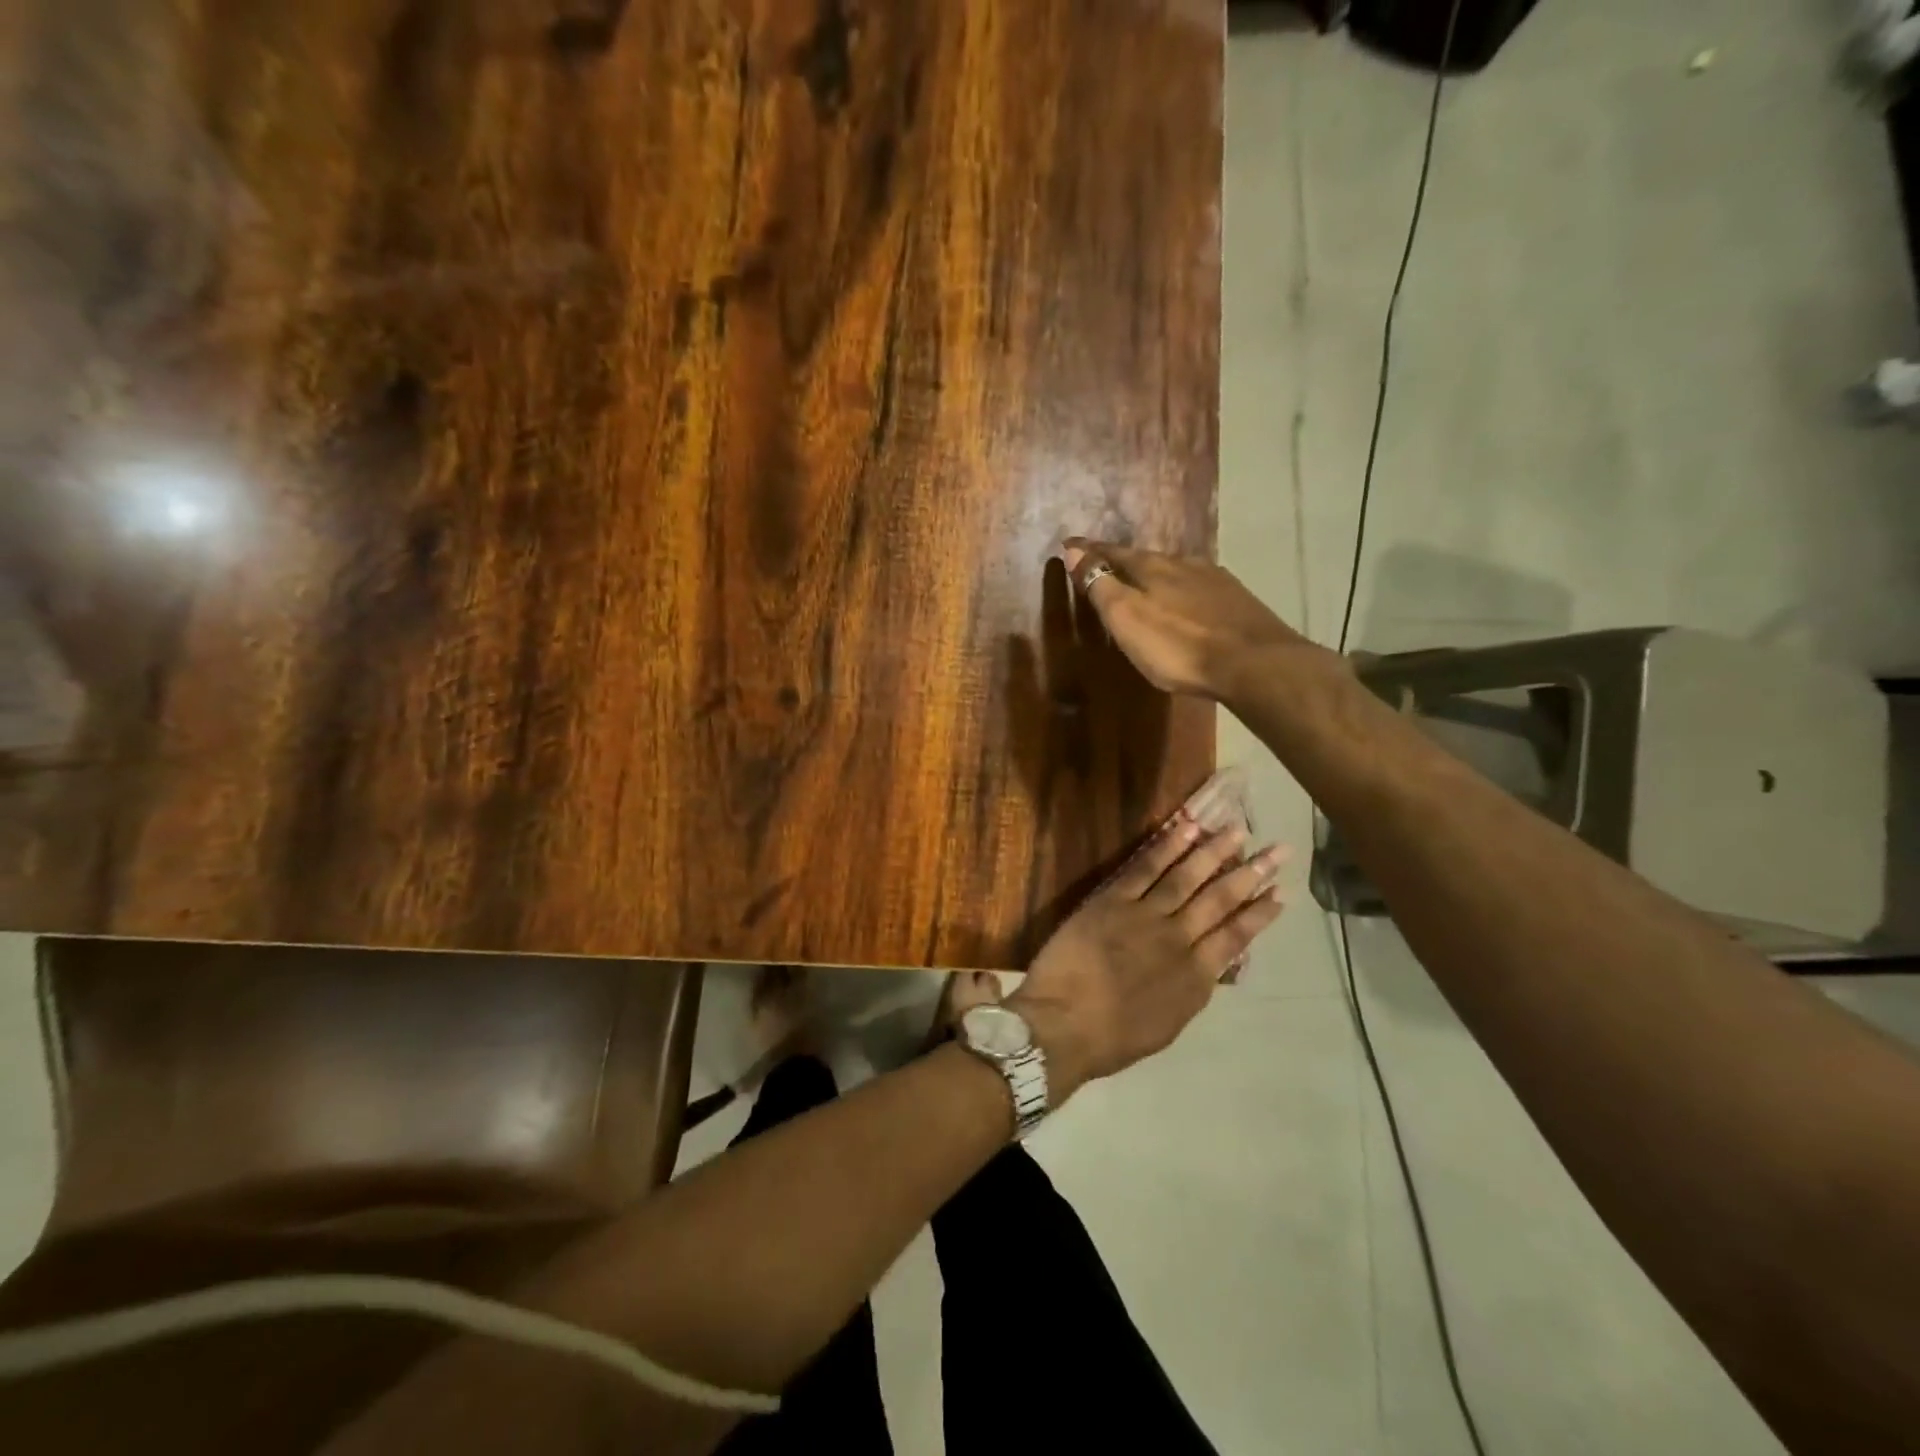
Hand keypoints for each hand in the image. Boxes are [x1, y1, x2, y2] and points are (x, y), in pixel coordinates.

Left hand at [1009, 815, 1288, 1099]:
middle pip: (1220, 900)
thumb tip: (1209, 967)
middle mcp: (1178, 940)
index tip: (1283, 892)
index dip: (1261, 913)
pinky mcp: (1113, 901)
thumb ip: (1191, 990)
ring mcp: (1146, 916)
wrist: (1064, 1025)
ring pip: (1188, 877)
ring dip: (1215, 851)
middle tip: (1278, 849)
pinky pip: (1145, 868)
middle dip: (1252, 873)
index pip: (1236, 937)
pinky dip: (1168, 847)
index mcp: (1195, 977)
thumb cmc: (1111, 1039)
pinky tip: (1187, 828)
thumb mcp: (1168, 1024)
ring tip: (1238, 828)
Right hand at [1062, 538, 1324, 701]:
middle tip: (1106, 567)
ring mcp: (1214, 580)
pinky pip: (1198, 587)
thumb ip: (1100, 585)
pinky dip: (1182, 590)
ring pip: (1175, 571)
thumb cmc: (1178, 645)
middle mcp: (1183, 564)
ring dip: (1156, 576)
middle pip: (1145, 559)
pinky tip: (1186, 602)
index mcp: (1152, 567)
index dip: (1089, 551)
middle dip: (1123, 562)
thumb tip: (1074, 550)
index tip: (1070, 545)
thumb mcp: (1127, 618)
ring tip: (1144, 586)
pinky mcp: (1236, 600)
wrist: (1253, 662)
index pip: (1112, 553)